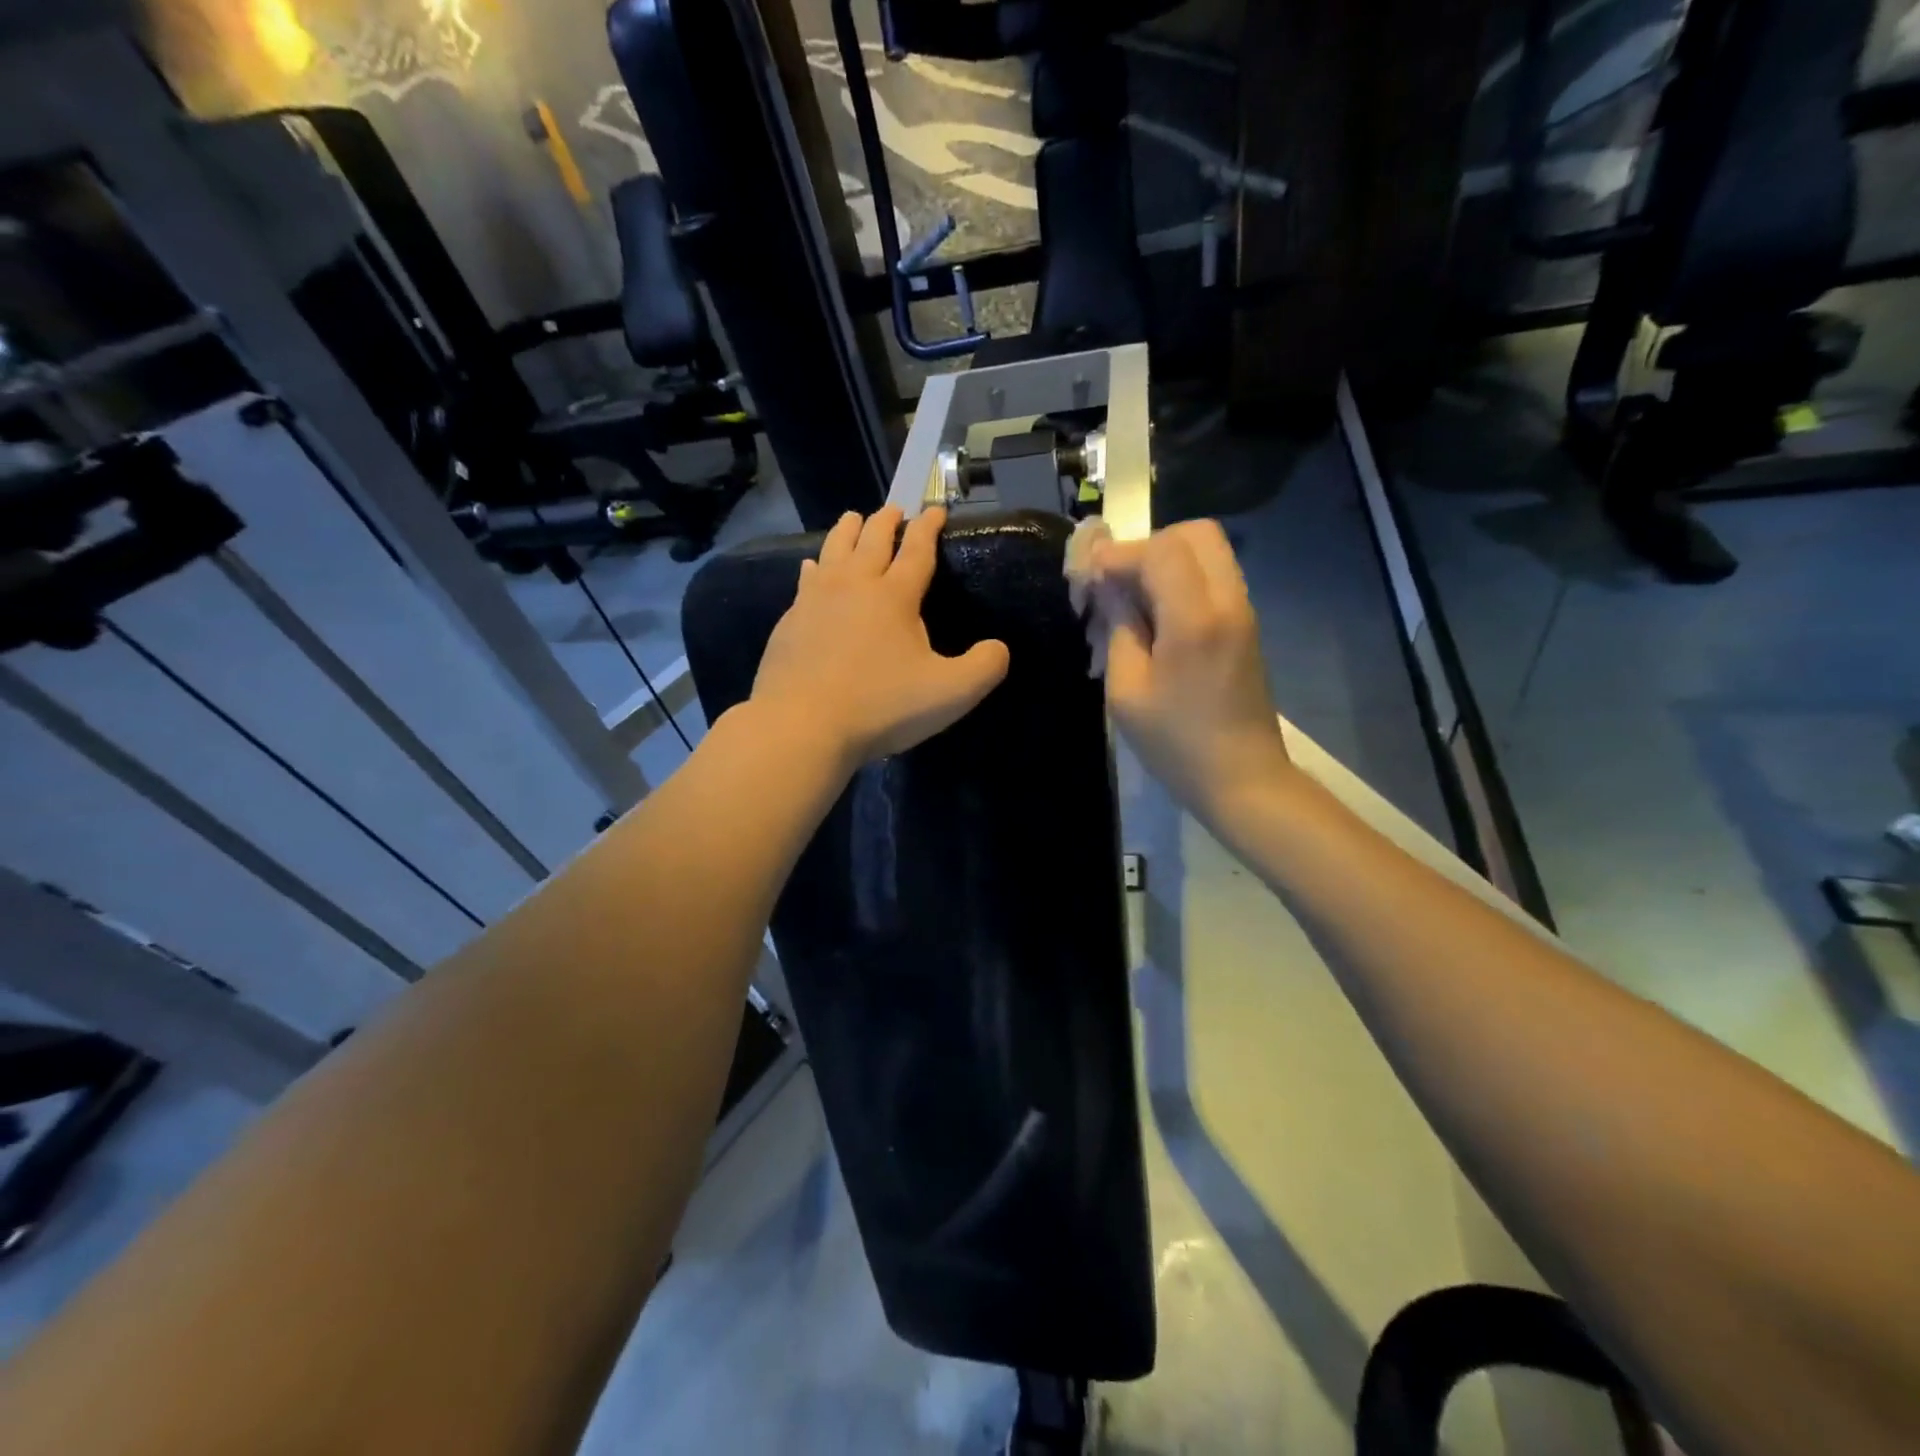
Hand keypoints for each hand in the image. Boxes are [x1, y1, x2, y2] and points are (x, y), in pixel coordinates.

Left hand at [750, 506, 1009, 771]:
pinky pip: (806, 580)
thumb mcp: (950, 694)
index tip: (935, 509)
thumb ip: (984, 668)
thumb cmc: (881, 706)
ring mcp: (816, 600)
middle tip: (894, 509)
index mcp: (895, 596)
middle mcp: (854, 585)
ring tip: (853, 518)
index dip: (928, 527)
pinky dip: (814, 566)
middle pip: (872, 539)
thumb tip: (999, 648)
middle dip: (886, 521)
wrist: (802, 724)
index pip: (917, 549)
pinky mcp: (790, 620)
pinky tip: (811, 568)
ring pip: (834, 550)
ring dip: (847, 531)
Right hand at [1087, 520, 1291, 817]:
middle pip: (1194, 534)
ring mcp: (1243, 612)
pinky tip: (1154, 620)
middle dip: (1147, 548)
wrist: (1242, 779)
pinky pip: (1212, 578)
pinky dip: (1181, 582)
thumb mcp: (1128, 690)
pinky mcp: (1245, 625)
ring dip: (1164, 563)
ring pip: (1207, 552)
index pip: (1160, 550)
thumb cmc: (1176, 743)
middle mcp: (1228, 602)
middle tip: (1117, 584)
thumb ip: (1119, 627)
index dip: (1119, 555)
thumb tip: (1107, 585)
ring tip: (1130, 604)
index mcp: (1196, 619)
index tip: (1089, 580)